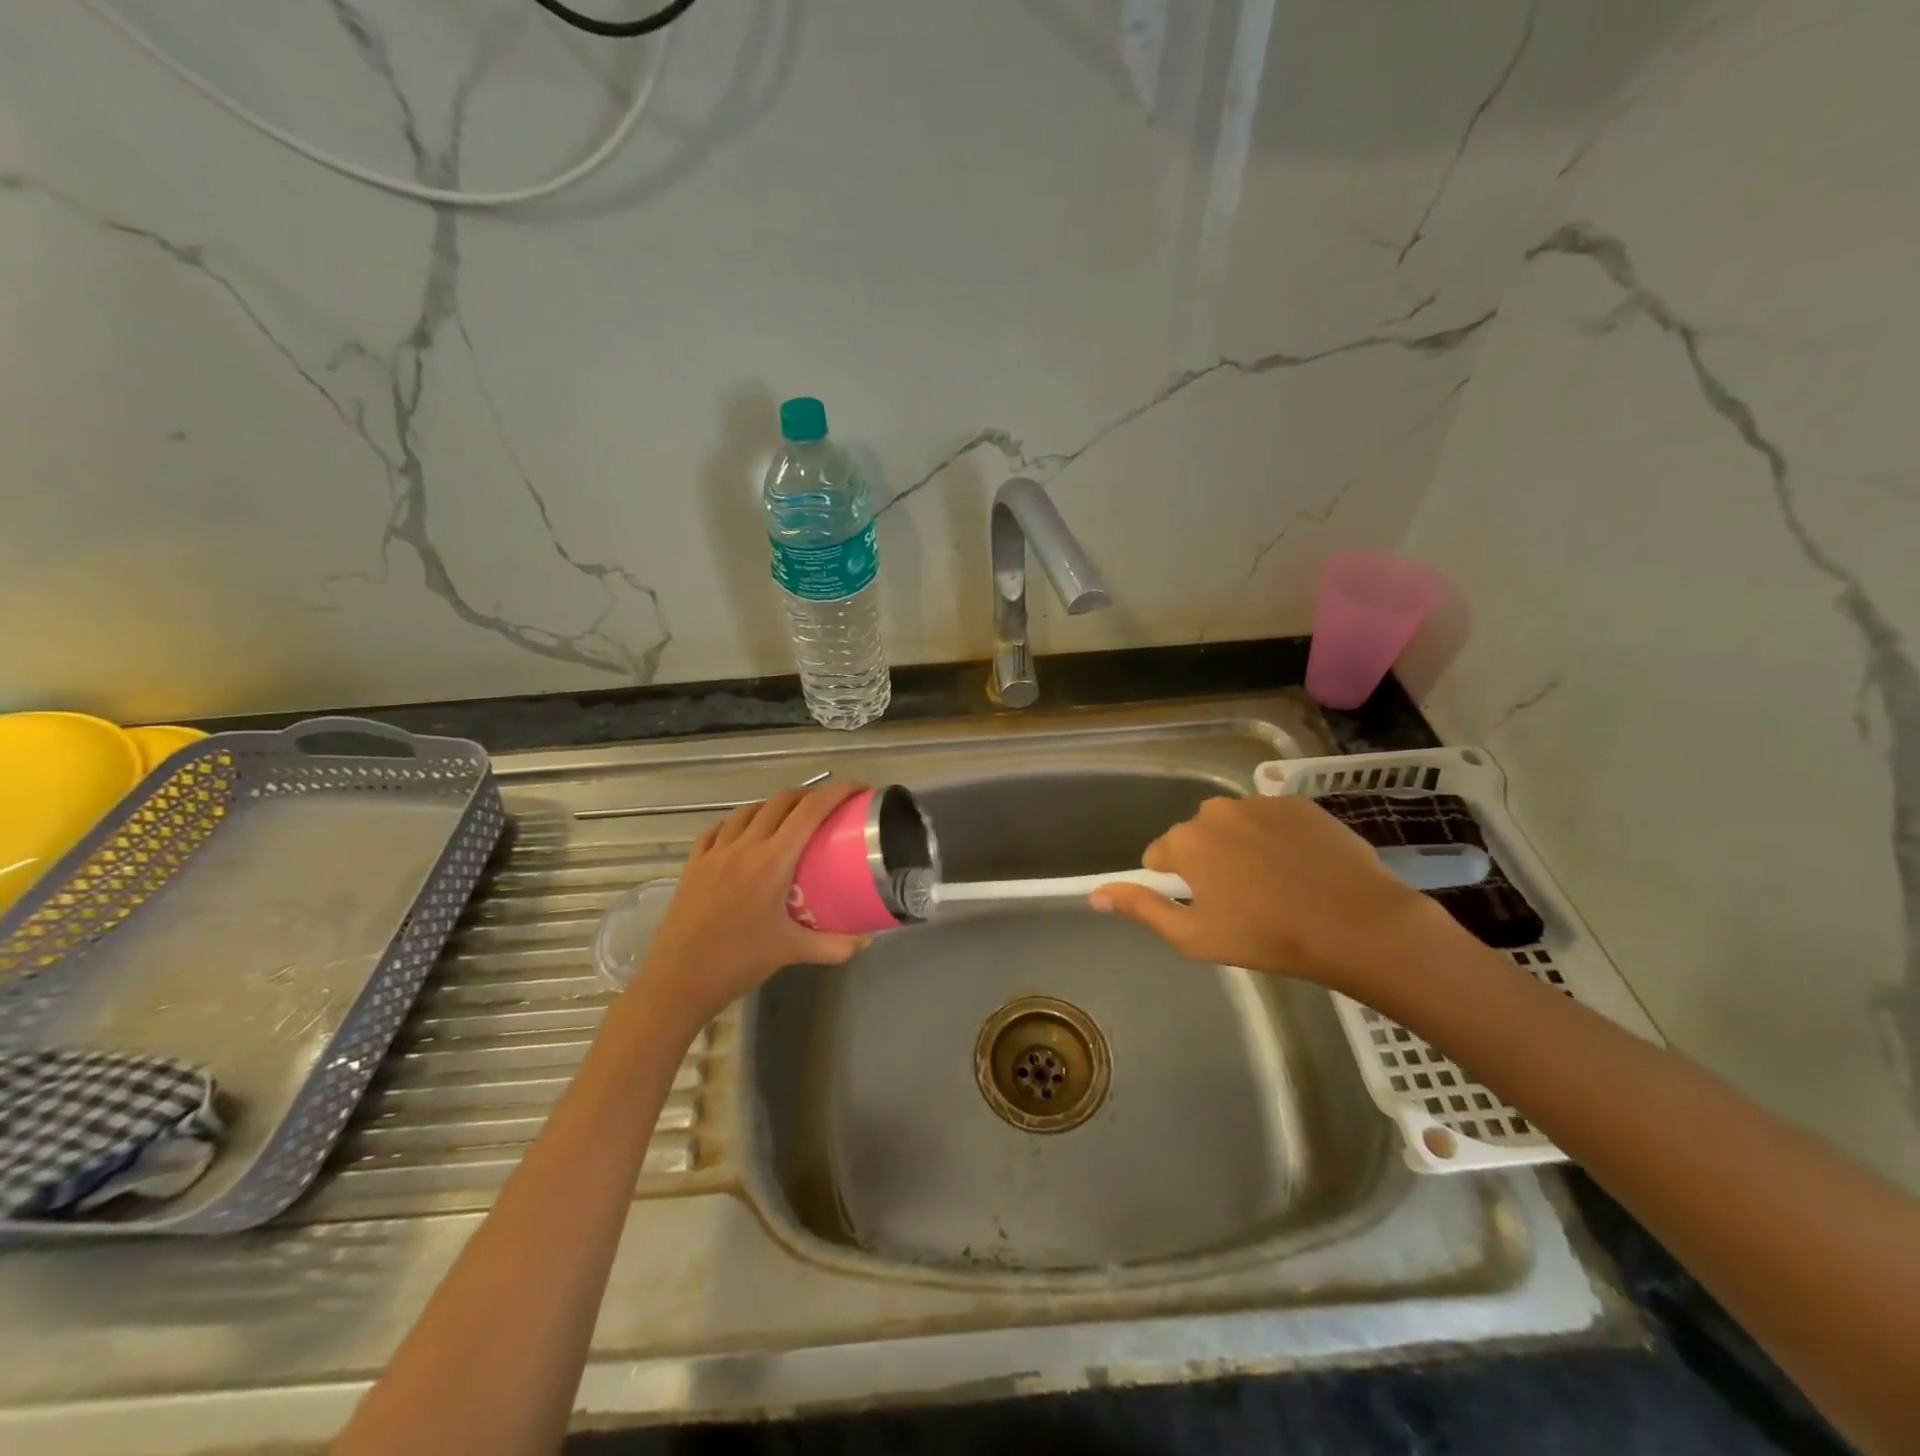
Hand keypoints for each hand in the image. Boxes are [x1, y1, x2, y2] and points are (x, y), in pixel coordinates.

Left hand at [633, 781, 871, 1027]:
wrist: (678, 980)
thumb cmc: (738, 962)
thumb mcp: (792, 952)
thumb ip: (834, 945)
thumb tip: (868, 938)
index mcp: (772, 861)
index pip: (810, 811)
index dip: (837, 792)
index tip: (858, 790)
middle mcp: (744, 846)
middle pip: (782, 801)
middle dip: (810, 796)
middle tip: (830, 809)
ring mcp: (715, 852)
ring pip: (750, 810)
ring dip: (775, 807)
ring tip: (791, 821)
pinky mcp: (694, 863)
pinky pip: (720, 828)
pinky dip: (740, 822)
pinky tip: (746, 835)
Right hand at [1090, 794, 1462, 998]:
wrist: (1356, 923)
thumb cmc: (1267, 937)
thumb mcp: (1193, 936)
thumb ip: (1141, 908)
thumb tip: (1095, 894)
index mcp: (1185, 841)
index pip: (1159, 858)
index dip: (1178, 887)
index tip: (1207, 910)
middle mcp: (1215, 810)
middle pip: (1196, 839)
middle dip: (1209, 864)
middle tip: (1244, 903)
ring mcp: (1259, 802)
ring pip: (1233, 828)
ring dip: (1242, 850)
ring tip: (1277, 887)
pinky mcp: (1298, 802)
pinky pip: (1270, 819)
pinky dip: (1277, 840)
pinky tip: (1302, 869)